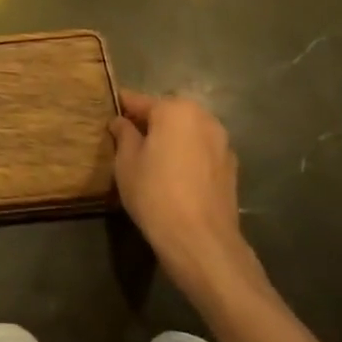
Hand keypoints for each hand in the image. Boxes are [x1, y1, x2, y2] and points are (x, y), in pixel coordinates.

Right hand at [108, 89, 262, 289]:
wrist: (201, 241)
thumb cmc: (155, 193)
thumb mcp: (126, 161)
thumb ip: (124, 134)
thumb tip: (122, 122)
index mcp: (175, 109)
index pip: (140, 101)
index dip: (122, 107)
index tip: (109, 111)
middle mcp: (203, 118)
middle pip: (169, 113)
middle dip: (150, 122)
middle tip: (129, 138)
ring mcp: (222, 143)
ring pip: (188, 133)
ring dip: (172, 139)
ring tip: (152, 158)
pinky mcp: (232, 169)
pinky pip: (202, 152)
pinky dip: (188, 156)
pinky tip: (175, 176)